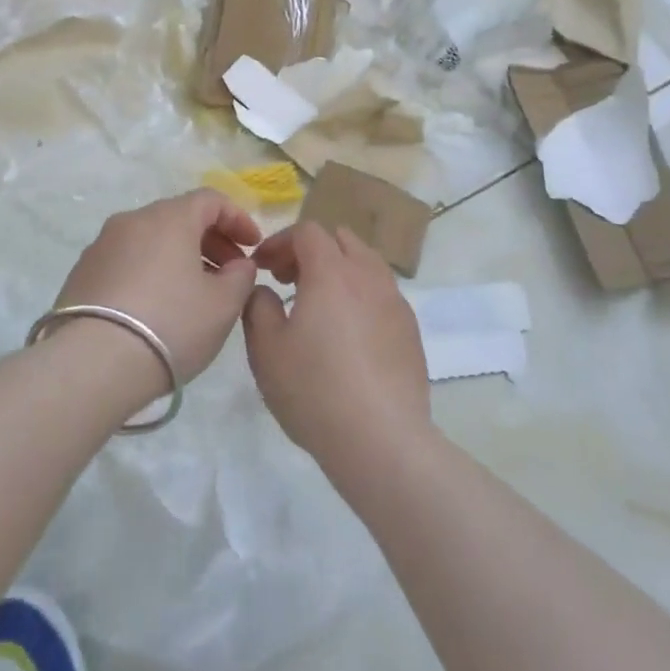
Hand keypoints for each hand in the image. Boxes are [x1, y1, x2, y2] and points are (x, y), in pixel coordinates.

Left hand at [53, 189, 261, 383]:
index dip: (238, 219)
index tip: (253, 247)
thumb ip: (241, 276)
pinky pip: (127, 261)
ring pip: (151, 240)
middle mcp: (132, 220)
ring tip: (194, 294)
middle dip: (210, 240)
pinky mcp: (82, 273)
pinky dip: (150, 272)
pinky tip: (157, 307)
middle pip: (179, 217)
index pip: (211, 200)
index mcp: (169, 218)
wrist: (92, 364)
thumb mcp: (224, 304)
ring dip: (179, 257)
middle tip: (229, 273)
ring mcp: (101, 246)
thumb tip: (237, 265)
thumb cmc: (171, 325)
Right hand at [242, 223, 429, 465]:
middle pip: (342, 239)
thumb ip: (258, 306)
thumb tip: (264, 290)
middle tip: (288, 279)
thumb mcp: (266, 349)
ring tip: (319, 305)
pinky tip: (348, 334)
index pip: (307, 231)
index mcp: (331, 272)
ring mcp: (395, 301)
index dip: (280, 242)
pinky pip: (382, 294)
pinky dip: (360, 295)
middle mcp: (368, 276)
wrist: (381, 438)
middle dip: (311, 250)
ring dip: (339, 270)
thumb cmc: (314, 389)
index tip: (262, 266)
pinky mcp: (411, 329)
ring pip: (367, 264)